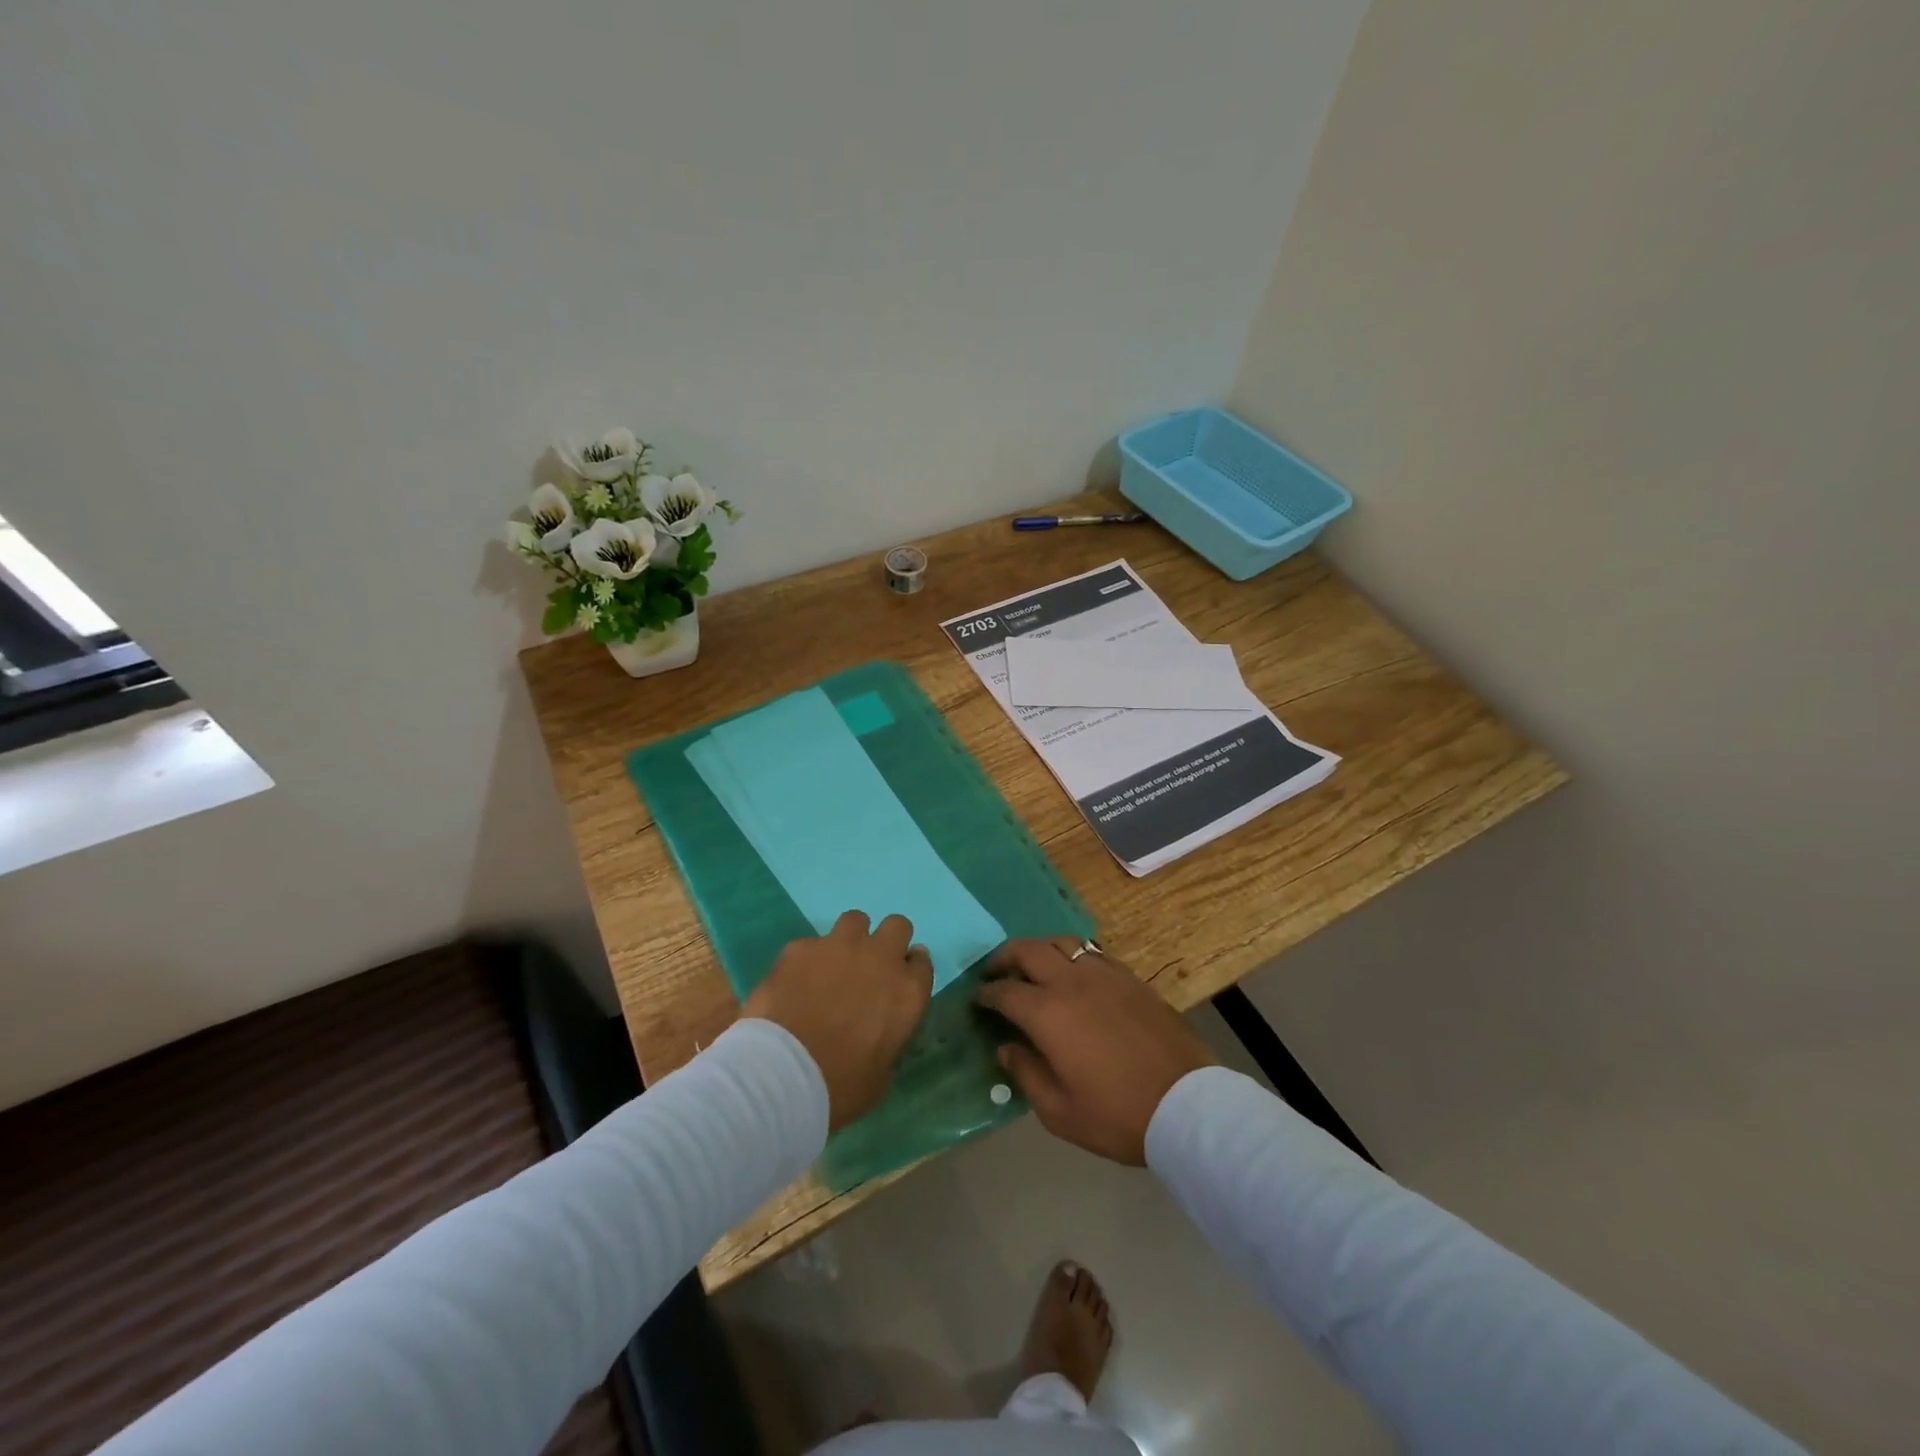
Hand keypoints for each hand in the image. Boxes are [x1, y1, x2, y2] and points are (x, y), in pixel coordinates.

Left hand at [742, 911, 933, 1129]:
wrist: (782, 1076)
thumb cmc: (839, 1088)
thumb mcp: (881, 1074)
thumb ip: (889, 1036)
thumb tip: (882, 1027)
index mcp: (908, 992)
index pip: (922, 962)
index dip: (909, 969)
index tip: (898, 982)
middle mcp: (880, 959)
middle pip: (897, 926)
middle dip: (886, 941)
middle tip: (869, 967)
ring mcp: (839, 947)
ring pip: (855, 920)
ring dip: (850, 940)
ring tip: (833, 966)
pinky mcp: (801, 947)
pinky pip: (811, 943)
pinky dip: (808, 959)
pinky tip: (794, 982)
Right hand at [978, 938, 1214, 1164]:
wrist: (1186, 1104)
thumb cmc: (1117, 1114)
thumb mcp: (1060, 1111)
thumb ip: (1026, 1074)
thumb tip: (1006, 1048)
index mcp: (1048, 1013)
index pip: (1005, 991)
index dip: (986, 994)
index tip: (978, 1001)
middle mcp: (1071, 982)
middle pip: (1028, 950)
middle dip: (1004, 957)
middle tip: (994, 972)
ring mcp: (1103, 974)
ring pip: (1061, 941)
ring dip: (1038, 948)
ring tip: (1032, 965)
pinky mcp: (1129, 977)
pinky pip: (1091, 951)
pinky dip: (1072, 955)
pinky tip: (1073, 973)